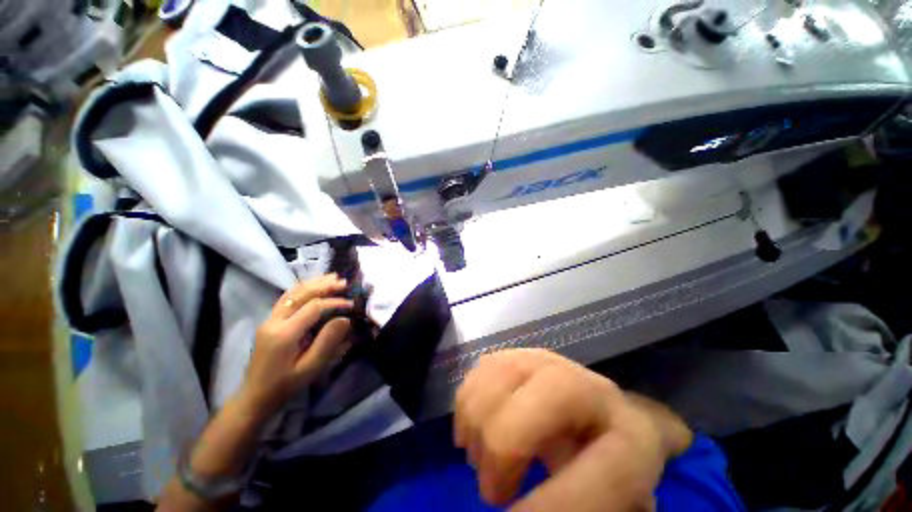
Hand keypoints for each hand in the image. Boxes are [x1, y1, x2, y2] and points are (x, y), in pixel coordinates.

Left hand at [239, 274, 353, 418]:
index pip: (313, 307)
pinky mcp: (270, 321)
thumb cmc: (285, 385)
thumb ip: (328, 341)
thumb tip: (345, 319)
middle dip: (324, 285)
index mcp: (284, 334)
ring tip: (333, 278)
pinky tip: (315, 285)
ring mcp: (269, 319)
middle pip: (300, 294)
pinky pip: (287, 298)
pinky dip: (304, 288)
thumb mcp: (310, 368)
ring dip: (314, 283)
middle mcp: (273, 321)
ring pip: (292, 292)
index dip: (334, 302)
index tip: (351, 305)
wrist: (255, 397)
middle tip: (344, 282)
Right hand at [454, 349, 691, 511]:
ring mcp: (550, 362)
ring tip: (479, 460)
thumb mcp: (606, 503)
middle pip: (546, 397)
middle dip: (504, 445)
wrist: (594, 422)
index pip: (610, 470)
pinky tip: (471, 431)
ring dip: (479, 424)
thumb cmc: (598, 470)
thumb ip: (581, 508)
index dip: (558, 502)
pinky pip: (482, 369)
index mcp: (634, 440)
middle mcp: (594, 389)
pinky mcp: (518, 354)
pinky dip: (467, 403)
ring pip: (504, 375)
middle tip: (492, 491)